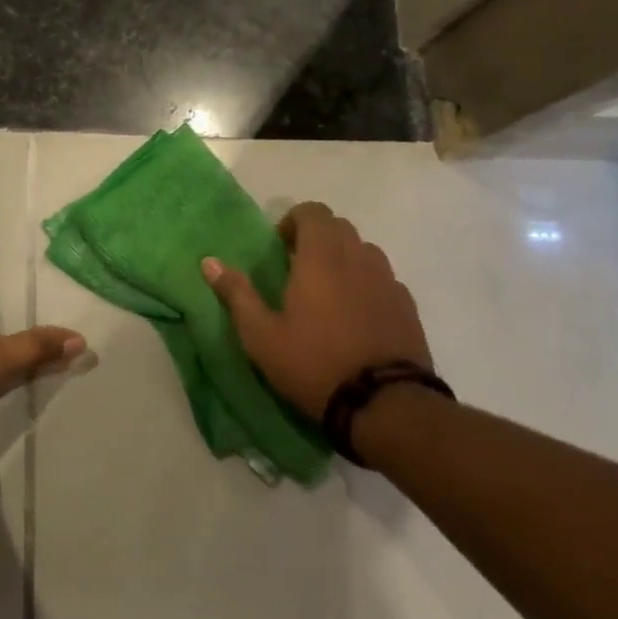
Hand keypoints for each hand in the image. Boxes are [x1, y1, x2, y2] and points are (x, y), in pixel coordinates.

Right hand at [203, 202, 430, 421]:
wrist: (386, 406)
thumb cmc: (314, 365)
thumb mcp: (261, 336)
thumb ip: (237, 294)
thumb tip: (209, 262)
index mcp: (321, 258)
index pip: (314, 212)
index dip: (294, 220)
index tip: (280, 247)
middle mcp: (358, 259)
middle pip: (340, 227)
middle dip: (318, 237)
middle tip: (299, 267)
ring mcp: (388, 281)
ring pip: (365, 251)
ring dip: (345, 258)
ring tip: (329, 292)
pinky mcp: (408, 306)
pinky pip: (384, 279)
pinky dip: (367, 284)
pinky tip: (357, 316)